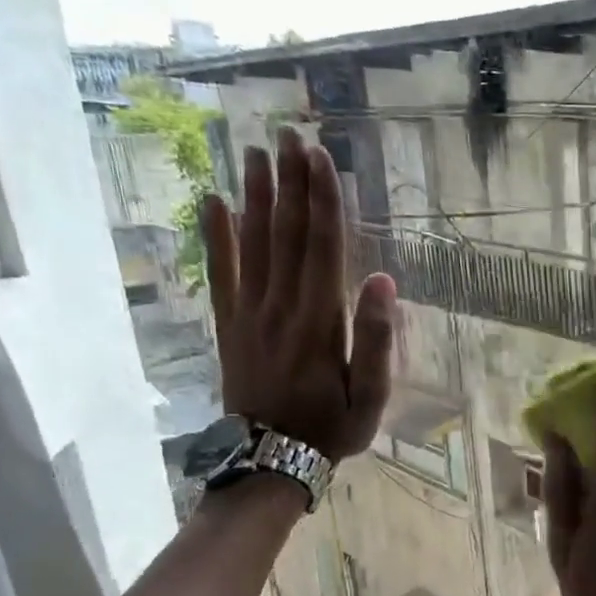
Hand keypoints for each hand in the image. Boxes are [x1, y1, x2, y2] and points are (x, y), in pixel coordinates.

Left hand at [200, 127, 395, 461]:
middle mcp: (280, 306)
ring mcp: (249, 314)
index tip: (320, 156)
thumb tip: (383, 281)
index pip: (322, 246)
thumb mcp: (373, 396)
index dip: (322, 200)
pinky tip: (212, 202)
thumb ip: (378, 339)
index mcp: (319, 320)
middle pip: (285, 233)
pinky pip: (221, 273)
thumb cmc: (333, 428)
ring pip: (252, 244)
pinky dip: (216, 237)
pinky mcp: (228, 326)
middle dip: (290, 182)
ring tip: (255, 152)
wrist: (270, 461)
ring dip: (255, 196)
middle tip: (289, 134)